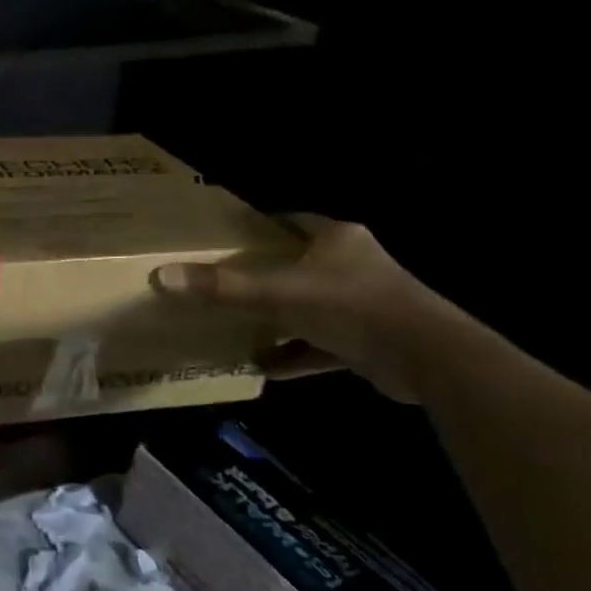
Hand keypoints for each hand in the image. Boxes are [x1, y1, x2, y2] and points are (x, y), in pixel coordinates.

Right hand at [152, 214, 468, 403]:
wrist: (427, 357)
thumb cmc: (351, 306)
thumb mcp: (279, 294)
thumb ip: (223, 288)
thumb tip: (162, 276)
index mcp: (336, 239)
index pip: (292, 222)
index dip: (260, 227)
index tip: (226, 239)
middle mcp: (353, 265)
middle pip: (299, 265)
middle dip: (264, 277)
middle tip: (223, 284)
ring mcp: (364, 304)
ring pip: (310, 306)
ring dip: (279, 319)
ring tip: (238, 327)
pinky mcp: (370, 340)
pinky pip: (322, 344)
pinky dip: (297, 354)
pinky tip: (264, 367)